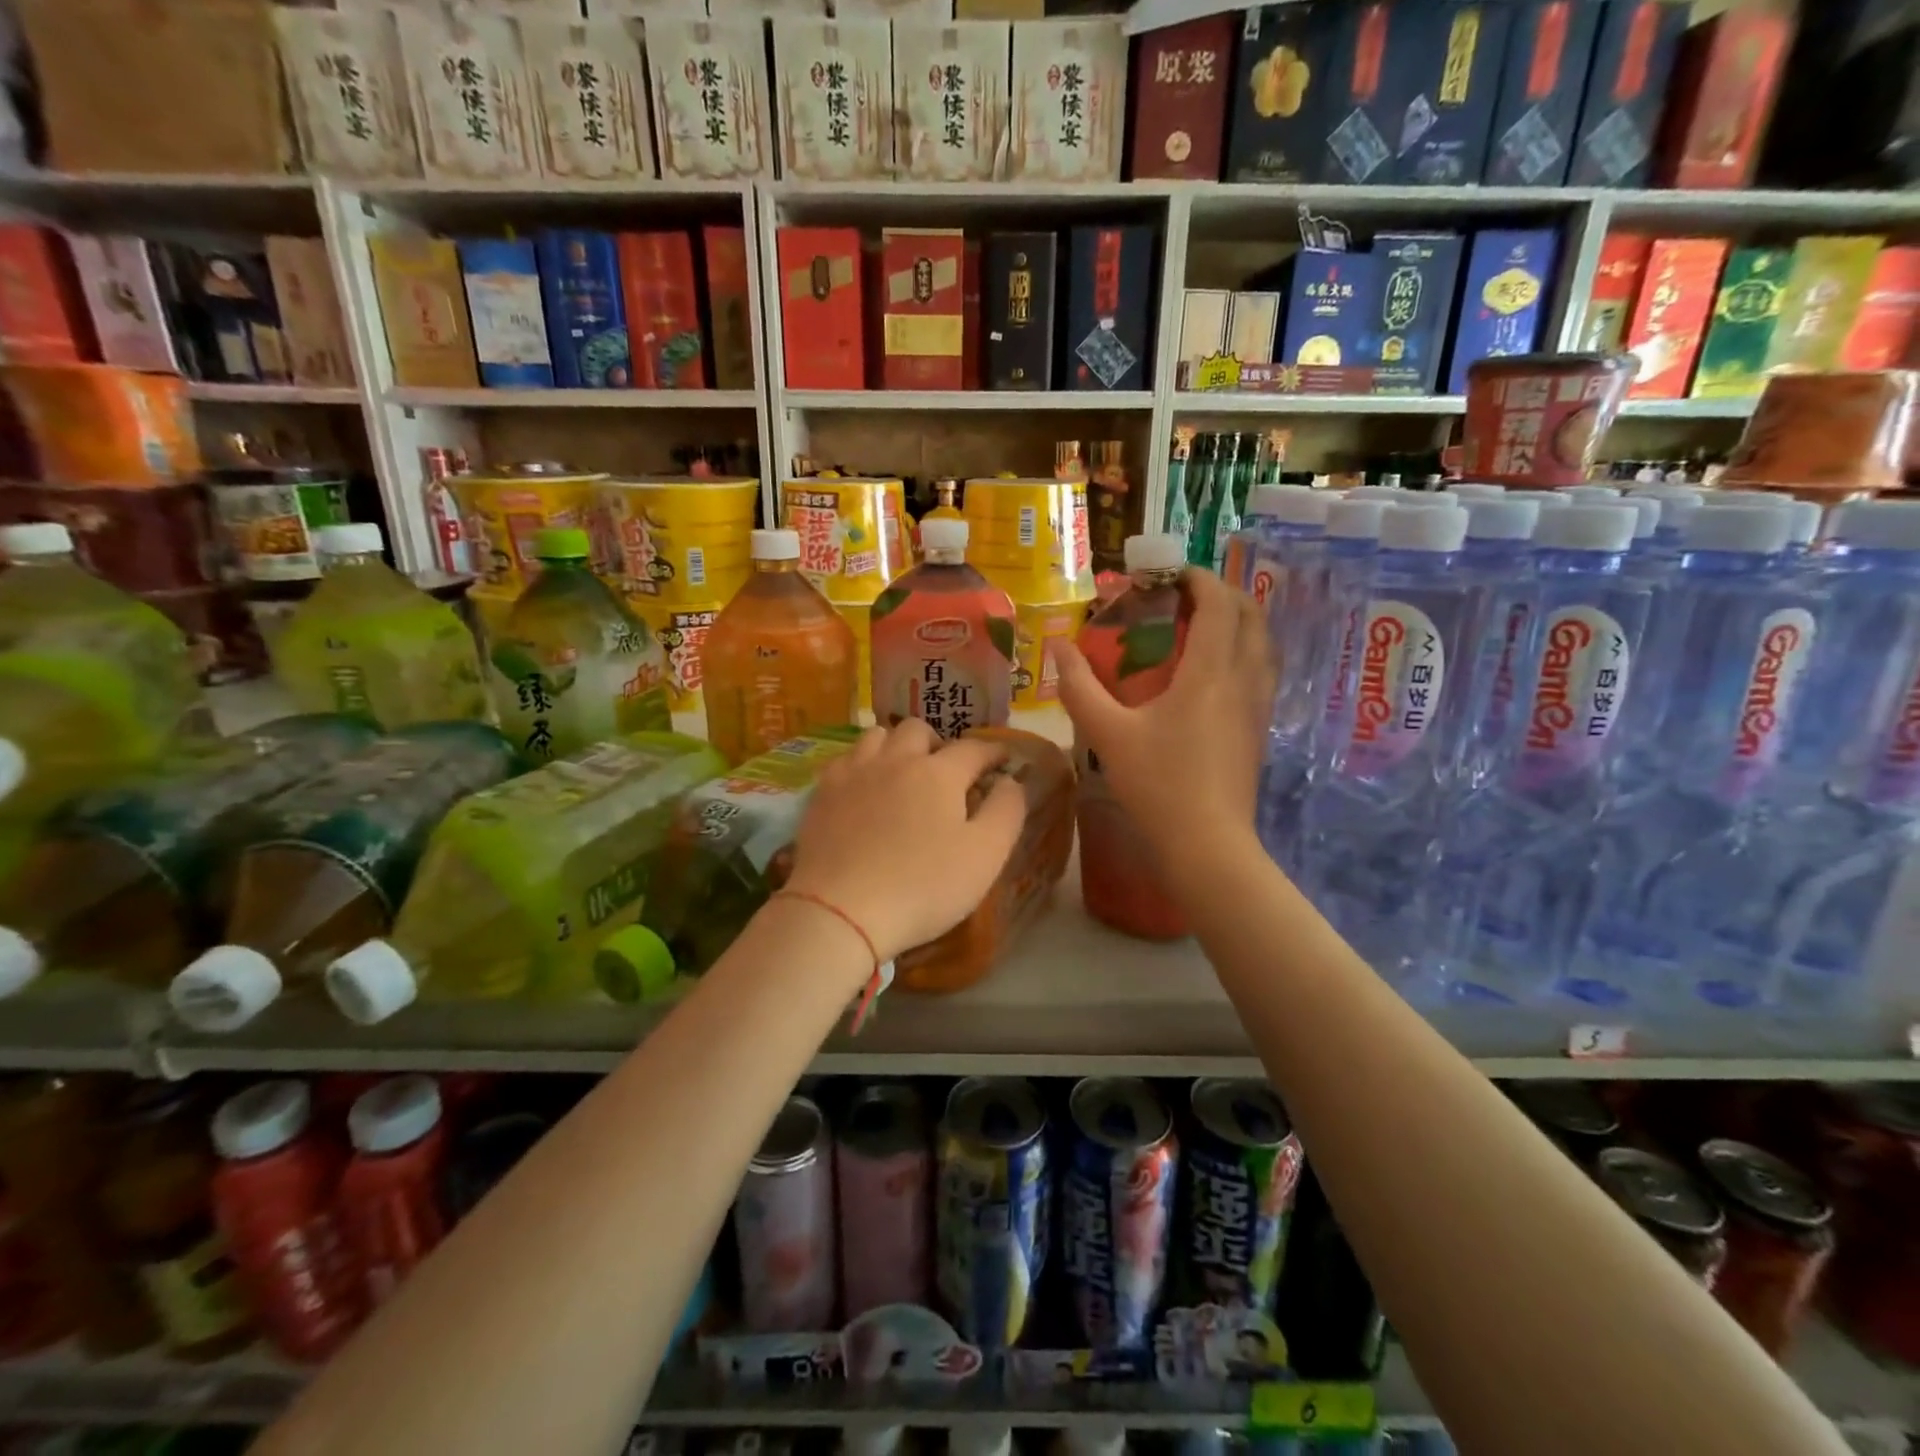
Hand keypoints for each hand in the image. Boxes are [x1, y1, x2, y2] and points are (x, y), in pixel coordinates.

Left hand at [782, 721, 1026, 962]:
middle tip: (945, 771)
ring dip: (896, 746)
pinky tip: (863, 788)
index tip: (1002, 760)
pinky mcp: (822, 792)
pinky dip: (861, 764)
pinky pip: (844, 759)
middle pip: (919, 730)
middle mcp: (896, 760)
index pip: (974, 748)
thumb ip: (1006, 811)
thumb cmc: (923, 887)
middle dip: (938, 743)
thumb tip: (1010, 780)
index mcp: (939, 773)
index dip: (992, 752)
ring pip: (877, 736)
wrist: (841, 910)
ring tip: (901, 772)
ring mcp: (854, 772)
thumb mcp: (985, 856)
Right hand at [1055, 569, 1274, 865]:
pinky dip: (1242, 650)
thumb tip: (1057, 647)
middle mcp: (1243, 679)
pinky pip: (1260, 669)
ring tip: (1199, 626)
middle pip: (1250, 614)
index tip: (1168, 575)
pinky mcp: (1259, 728)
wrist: (1208, 844)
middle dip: (1220, 592)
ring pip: (1262, 642)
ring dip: (1237, 620)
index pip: (1218, 602)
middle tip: (1182, 596)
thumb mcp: (1107, 734)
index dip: (1197, 578)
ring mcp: (1258, 705)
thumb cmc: (1157, 784)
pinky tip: (1212, 672)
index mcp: (1210, 672)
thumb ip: (1079, 687)